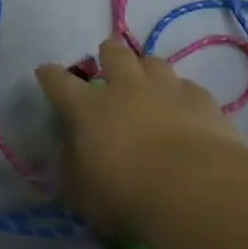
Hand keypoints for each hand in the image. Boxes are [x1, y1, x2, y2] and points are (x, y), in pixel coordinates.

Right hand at [35, 36, 246, 236]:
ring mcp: (167, 90)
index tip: (46, 71)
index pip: (59, 83)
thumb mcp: (80, 193)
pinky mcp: (202, 101)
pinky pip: (188, 87)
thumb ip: (70, 168)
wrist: (194, 189)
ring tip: (147, 80)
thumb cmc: (126, 195)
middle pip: (114, 55)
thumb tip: (68, 154)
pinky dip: (182, 94)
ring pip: (154, 62)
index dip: (50, 75)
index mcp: (88, 109)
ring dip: (146, 68)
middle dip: (108, 53)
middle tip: (108, 59)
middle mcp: (126, 89)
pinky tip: (184, 107)